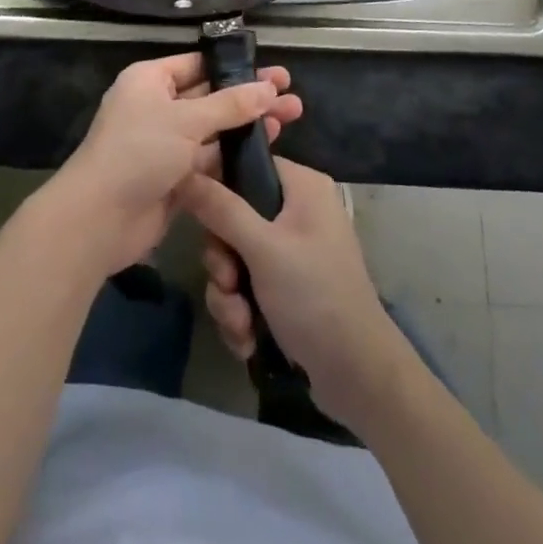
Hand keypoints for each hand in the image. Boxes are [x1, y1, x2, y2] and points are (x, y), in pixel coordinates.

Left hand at [49, 53, 301, 277]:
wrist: (100, 218)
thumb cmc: (139, 151)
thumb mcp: (186, 120)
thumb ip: (230, 104)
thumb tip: (269, 87)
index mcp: (150, 81)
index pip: (198, 64)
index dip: (235, 67)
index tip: (272, 70)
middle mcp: (158, 107)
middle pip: (211, 96)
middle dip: (250, 96)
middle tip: (292, 95)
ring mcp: (167, 144)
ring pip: (214, 129)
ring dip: (248, 125)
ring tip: (291, 117)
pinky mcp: (176, 177)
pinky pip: (210, 159)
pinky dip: (235, 155)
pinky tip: (269, 150)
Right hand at [177, 158, 411, 429]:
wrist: (358, 377)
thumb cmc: (315, 296)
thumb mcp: (263, 249)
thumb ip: (221, 209)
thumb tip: (184, 171)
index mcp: (302, 187)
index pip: (247, 165)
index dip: (218, 186)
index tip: (198, 215)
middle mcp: (298, 212)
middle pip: (234, 218)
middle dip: (223, 262)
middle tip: (228, 282)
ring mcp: (292, 253)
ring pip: (235, 258)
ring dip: (229, 295)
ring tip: (241, 323)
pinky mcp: (287, 289)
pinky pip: (246, 287)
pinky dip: (242, 313)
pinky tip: (248, 338)